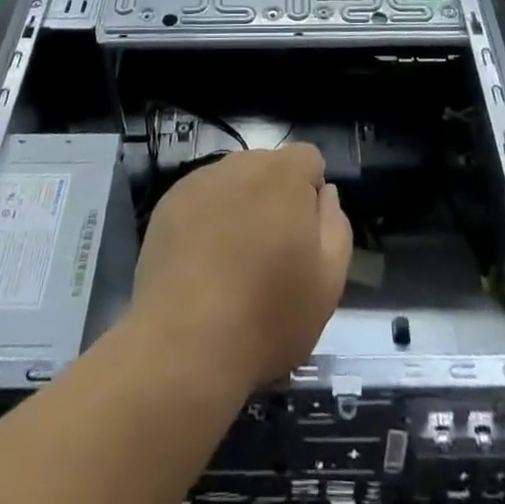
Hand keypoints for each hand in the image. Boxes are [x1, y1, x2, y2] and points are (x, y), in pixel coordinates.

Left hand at [129, 145, 351, 395]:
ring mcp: (200, 180)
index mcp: (284, 173)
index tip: (304, 238)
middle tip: (269, 255)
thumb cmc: (268, 315)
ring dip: (240, 208)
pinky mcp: (169, 203)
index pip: (308, 159)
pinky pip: (200, 200)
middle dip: (274, 199)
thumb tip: (324, 193)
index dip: (311, 194)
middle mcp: (241, 162)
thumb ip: (335, 225)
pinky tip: (201, 266)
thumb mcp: (328, 282)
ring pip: (233, 183)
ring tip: (231, 264)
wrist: (184, 345)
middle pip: (268, 168)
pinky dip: (206, 221)